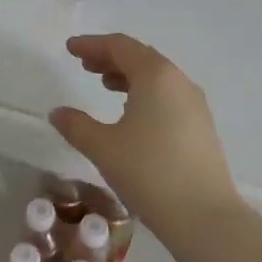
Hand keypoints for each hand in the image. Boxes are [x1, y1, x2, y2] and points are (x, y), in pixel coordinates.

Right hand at [49, 34, 242, 246]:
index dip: (92, 44)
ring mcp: (194, 104)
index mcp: (155, 76)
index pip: (120, 46)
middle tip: (84, 65)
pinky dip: (145, 93)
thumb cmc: (149, 172)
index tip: (70, 49)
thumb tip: (57, 112)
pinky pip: (168, 95)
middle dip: (110, 57)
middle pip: (140, 57)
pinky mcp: (201, 126)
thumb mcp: (103, 147)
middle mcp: (178, 82)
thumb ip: (76, 125)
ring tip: (104, 85)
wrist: (204, 217)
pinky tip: (131, 113)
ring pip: (157, 77)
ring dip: (128, 75)